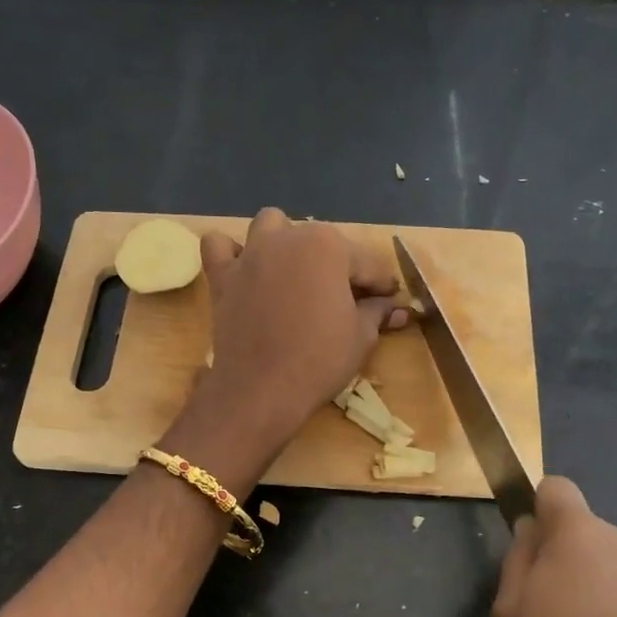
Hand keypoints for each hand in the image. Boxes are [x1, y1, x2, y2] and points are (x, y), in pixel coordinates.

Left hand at [173, 209, 407, 479]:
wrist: (261, 389)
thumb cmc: (320, 359)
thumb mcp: (361, 336)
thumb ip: (377, 313)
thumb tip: (396, 309)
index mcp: (328, 246)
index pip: (367, 263)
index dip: (382, 285)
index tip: (390, 301)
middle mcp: (288, 237)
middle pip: (322, 244)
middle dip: (340, 267)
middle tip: (349, 302)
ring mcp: (251, 254)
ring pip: (271, 227)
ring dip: (286, 242)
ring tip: (296, 273)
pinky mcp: (223, 276)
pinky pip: (220, 248)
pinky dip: (231, 253)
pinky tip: (246, 271)